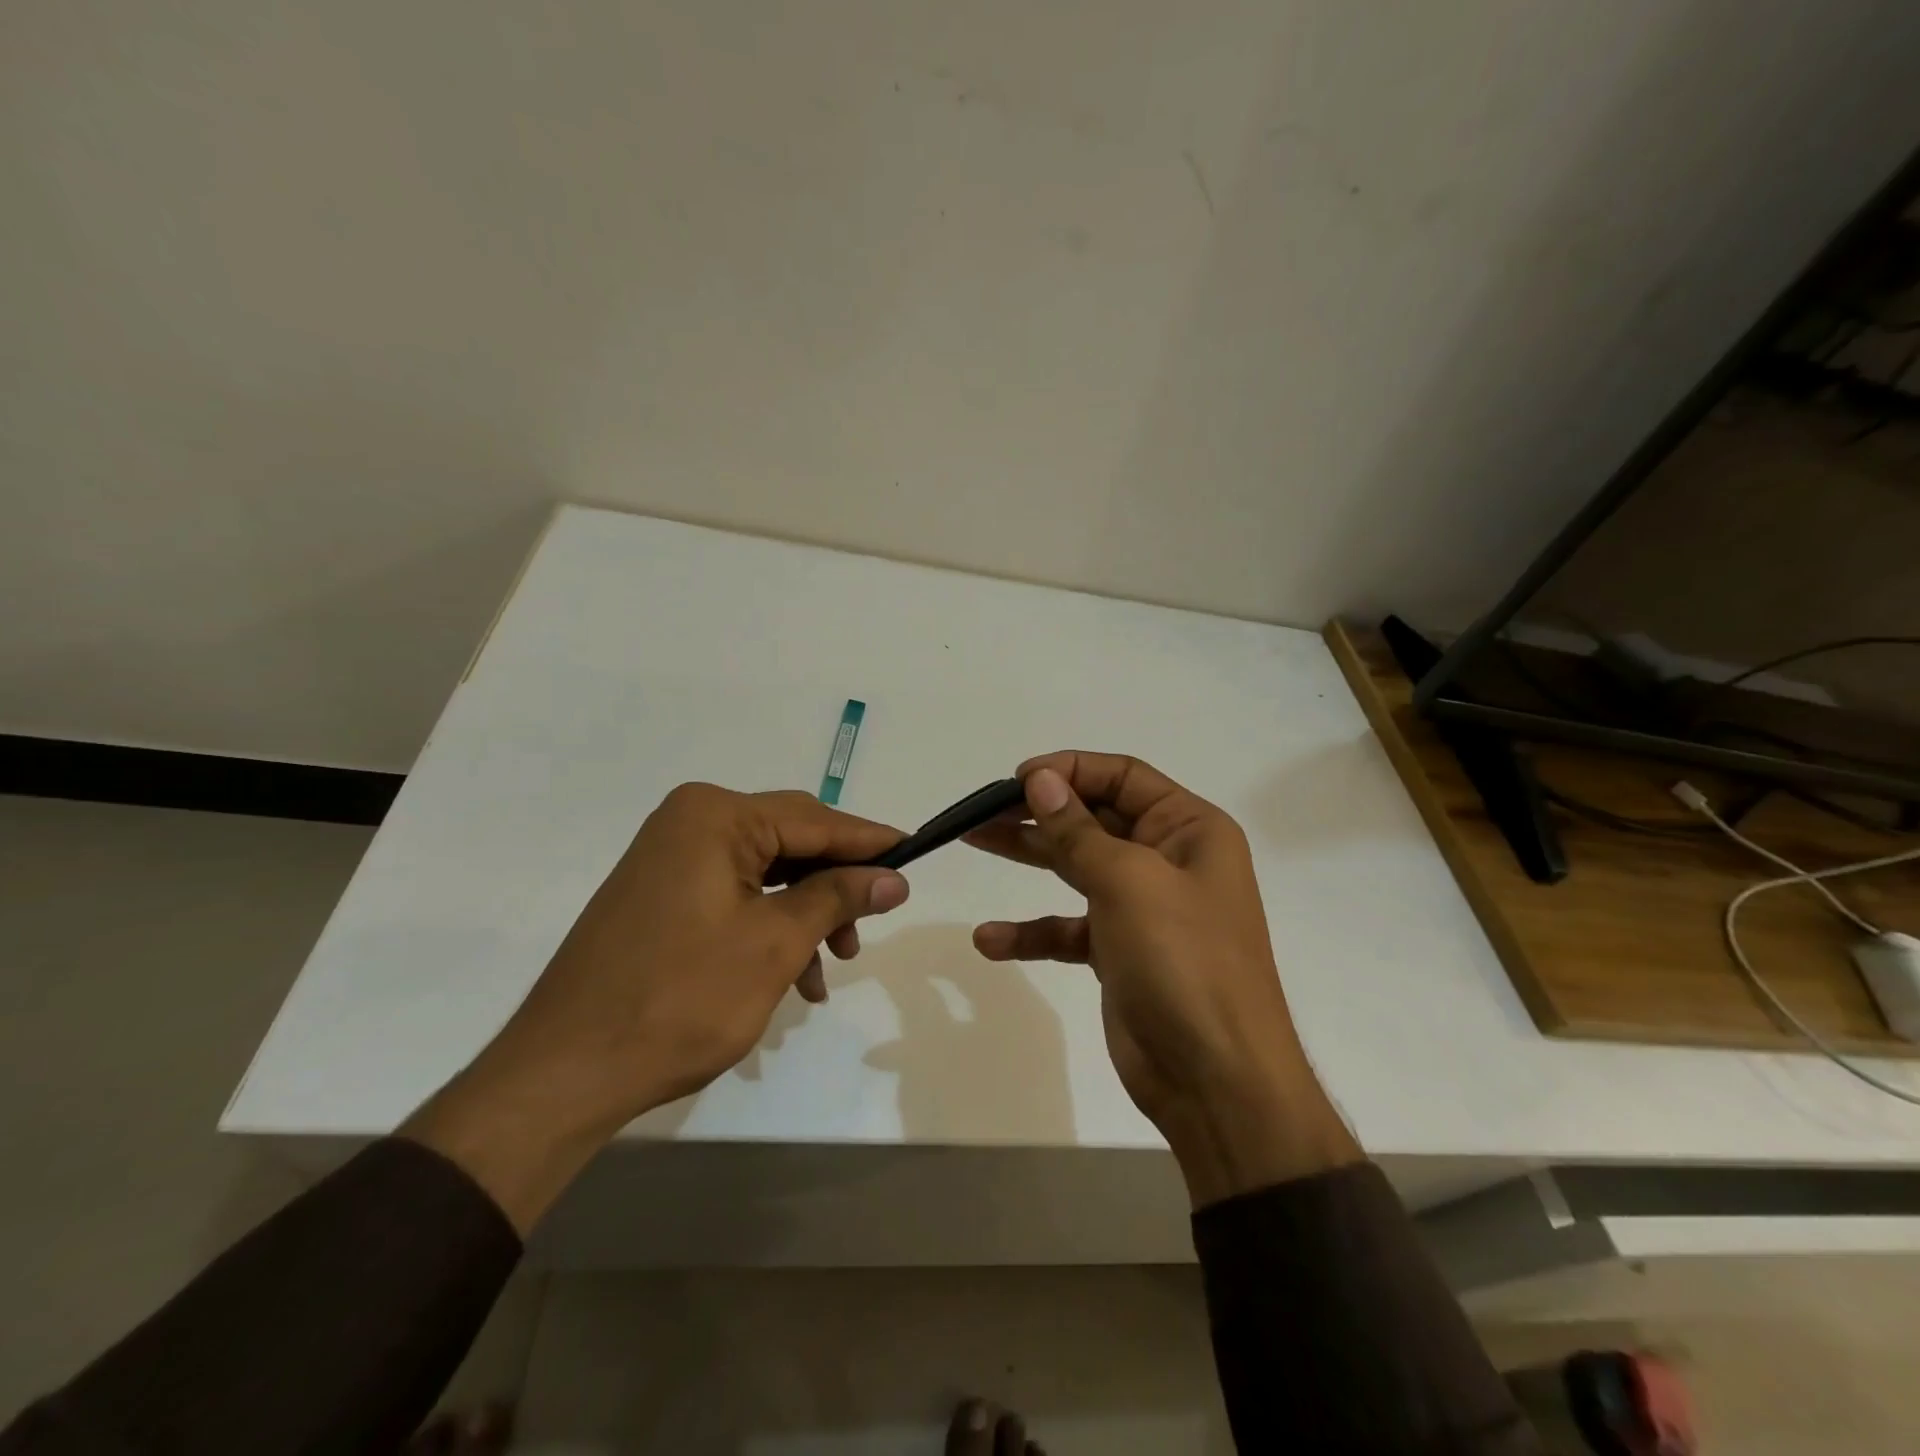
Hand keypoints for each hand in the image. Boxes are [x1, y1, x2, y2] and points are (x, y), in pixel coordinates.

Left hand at [405, 784, 908, 1230]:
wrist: (564, 1072)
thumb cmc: (680, 998)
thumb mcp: (775, 943)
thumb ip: (838, 897)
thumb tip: (893, 877)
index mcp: (715, 816)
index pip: (815, 819)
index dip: (869, 841)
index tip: (915, 853)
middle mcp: (691, 823)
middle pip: (791, 842)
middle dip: (835, 885)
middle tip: (871, 926)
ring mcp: (671, 859)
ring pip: (767, 873)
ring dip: (806, 914)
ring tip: (829, 967)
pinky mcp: (662, 895)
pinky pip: (736, 896)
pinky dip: (770, 928)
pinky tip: (793, 976)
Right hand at [967, 751, 1358, 1205]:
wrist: (1216, 1081)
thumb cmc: (1183, 961)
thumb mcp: (1127, 882)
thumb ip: (1077, 830)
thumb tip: (1040, 778)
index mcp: (1189, 829)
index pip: (1123, 777)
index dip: (1070, 770)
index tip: (1017, 779)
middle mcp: (1169, 860)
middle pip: (1095, 818)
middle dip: (1039, 811)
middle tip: (982, 810)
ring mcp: (1144, 908)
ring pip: (1077, 866)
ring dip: (1028, 855)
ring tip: (972, 840)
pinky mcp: (1119, 952)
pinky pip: (1069, 927)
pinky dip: (1033, 930)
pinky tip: (990, 939)